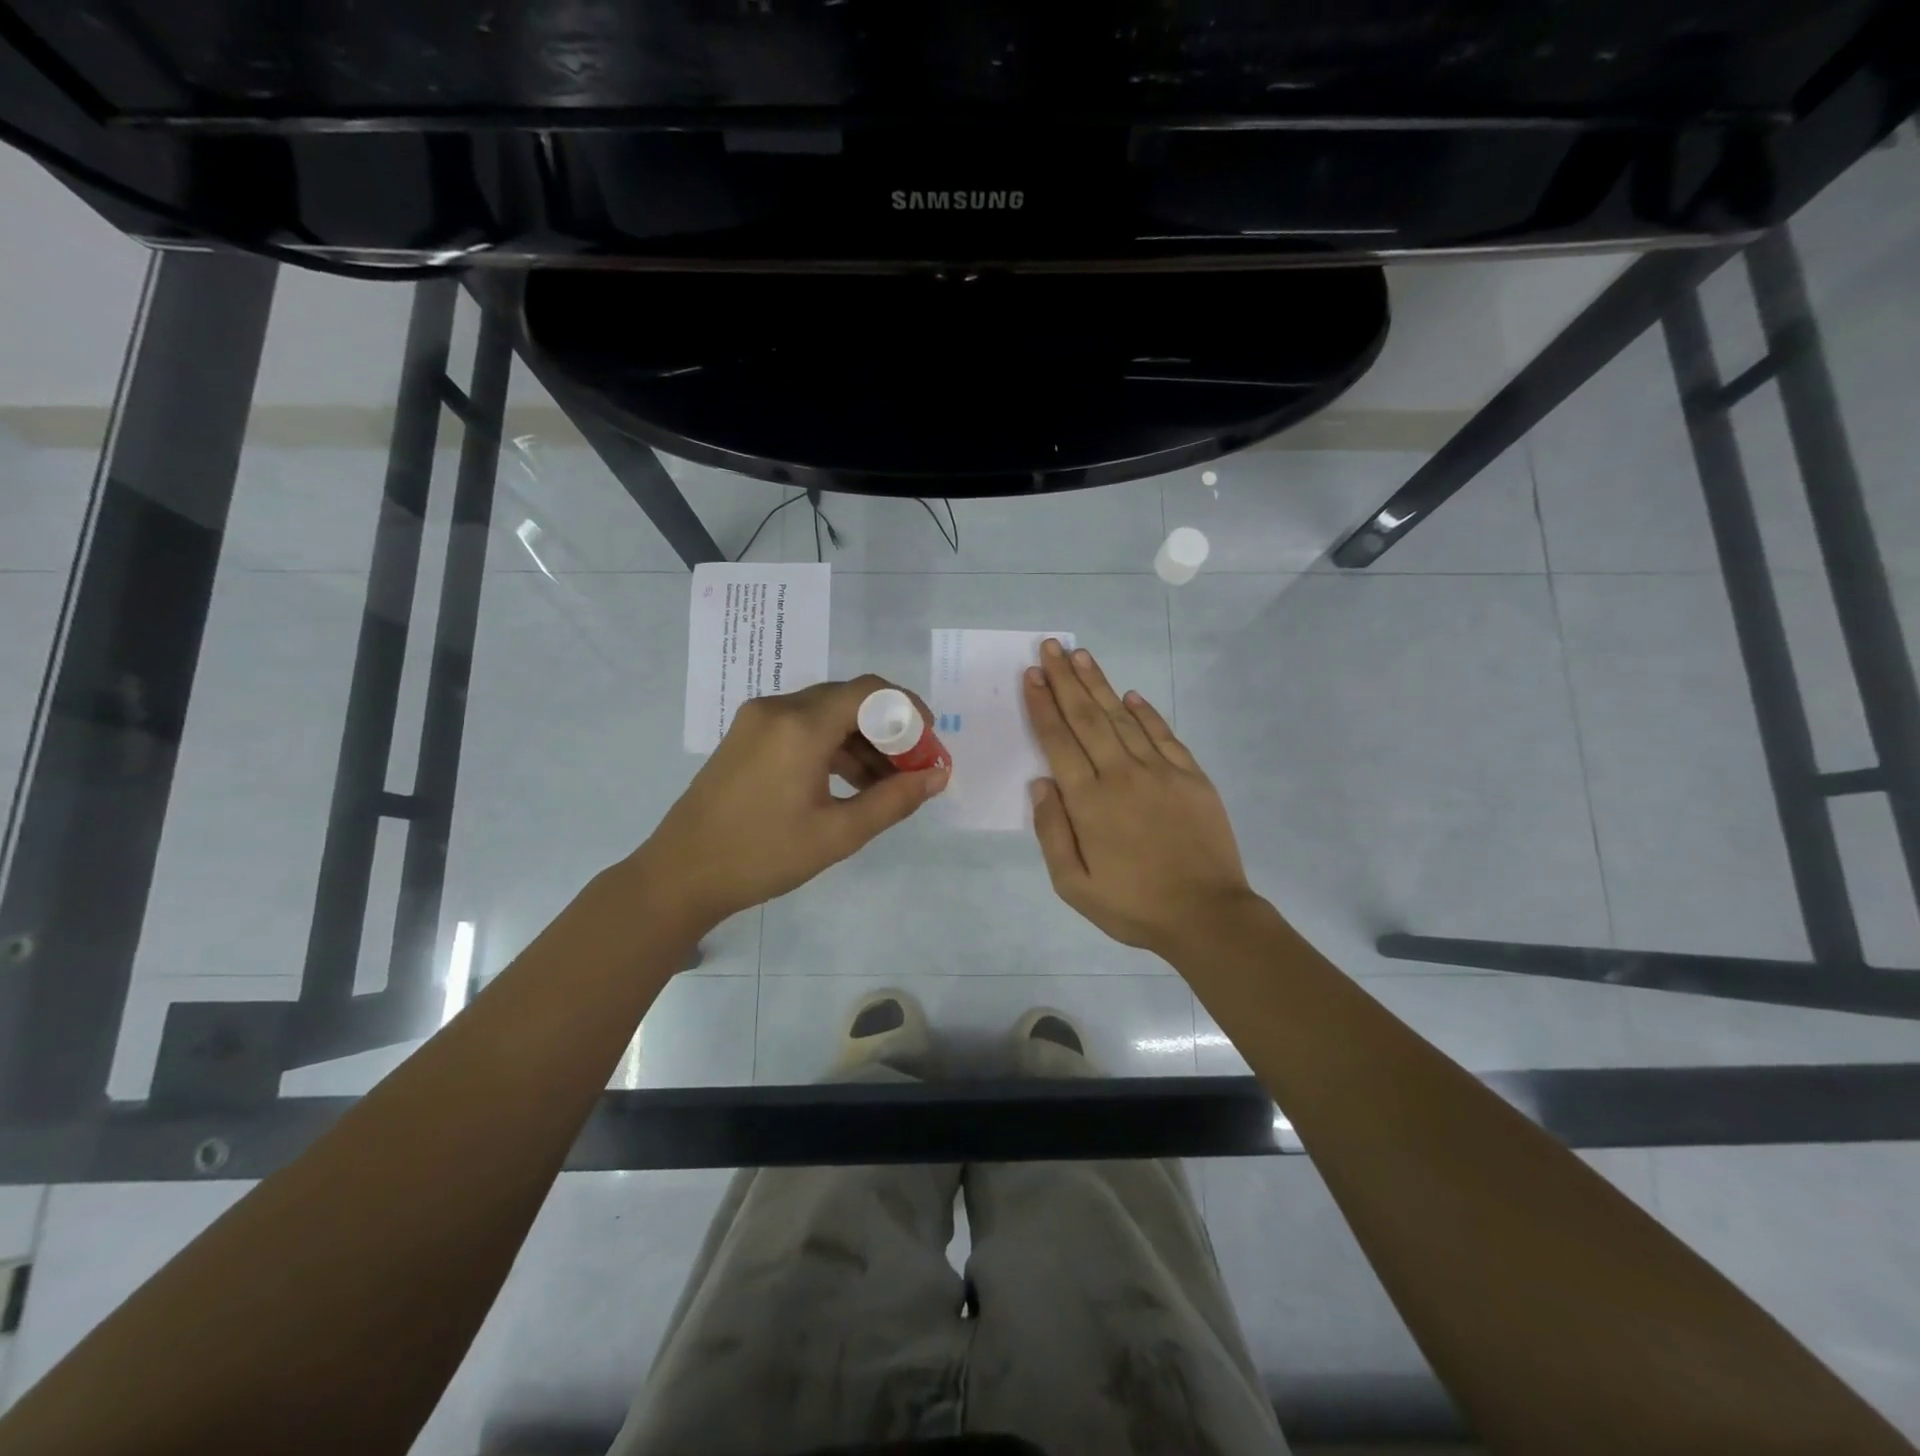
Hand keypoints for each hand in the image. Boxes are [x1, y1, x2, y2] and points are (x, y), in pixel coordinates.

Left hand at [639, 675, 948, 926]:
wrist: (680, 875)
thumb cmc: (763, 856)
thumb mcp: (838, 834)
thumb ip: (894, 800)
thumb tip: (938, 776)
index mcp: (801, 726)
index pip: (870, 692)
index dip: (908, 710)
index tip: (930, 743)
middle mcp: (778, 708)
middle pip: (849, 699)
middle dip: (888, 729)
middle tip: (913, 768)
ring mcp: (757, 720)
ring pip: (826, 713)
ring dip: (861, 740)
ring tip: (886, 783)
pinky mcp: (746, 735)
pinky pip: (802, 726)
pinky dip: (832, 746)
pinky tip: (849, 782)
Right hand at [1025, 639, 1256, 957]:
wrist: (1207, 915)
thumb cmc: (1133, 905)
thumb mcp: (1074, 885)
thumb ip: (1052, 831)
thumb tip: (1041, 783)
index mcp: (1089, 801)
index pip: (1058, 741)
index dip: (1042, 705)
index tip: (1031, 675)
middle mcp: (1121, 774)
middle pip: (1086, 717)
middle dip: (1065, 679)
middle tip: (1051, 646)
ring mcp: (1160, 771)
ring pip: (1122, 717)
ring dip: (1099, 684)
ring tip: (1081, 655)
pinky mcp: (1191, 776)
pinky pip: (1163, 734)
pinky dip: (1145, 711)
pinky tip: (1130, 695)